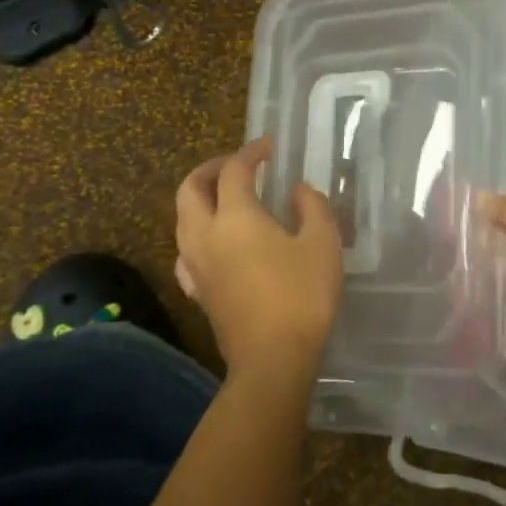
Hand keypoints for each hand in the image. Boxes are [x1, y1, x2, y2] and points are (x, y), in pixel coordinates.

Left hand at [174, 136, 342, 381]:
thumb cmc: (302, 295)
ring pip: (182, 218)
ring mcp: (195, 265)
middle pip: (190, 189)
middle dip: (210, 169)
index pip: (235, 171)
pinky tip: (216, 243)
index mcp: (236, 217)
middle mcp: (205, 235)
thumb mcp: (323, 243)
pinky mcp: (197, 290)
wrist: (273, 359)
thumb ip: (312, 207)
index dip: (251, 152)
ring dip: (200, 198)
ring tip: (226, 198)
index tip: (270, 146)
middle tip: (237, 164)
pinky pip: (186, 250)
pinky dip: (197, 233)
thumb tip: (297, 190)